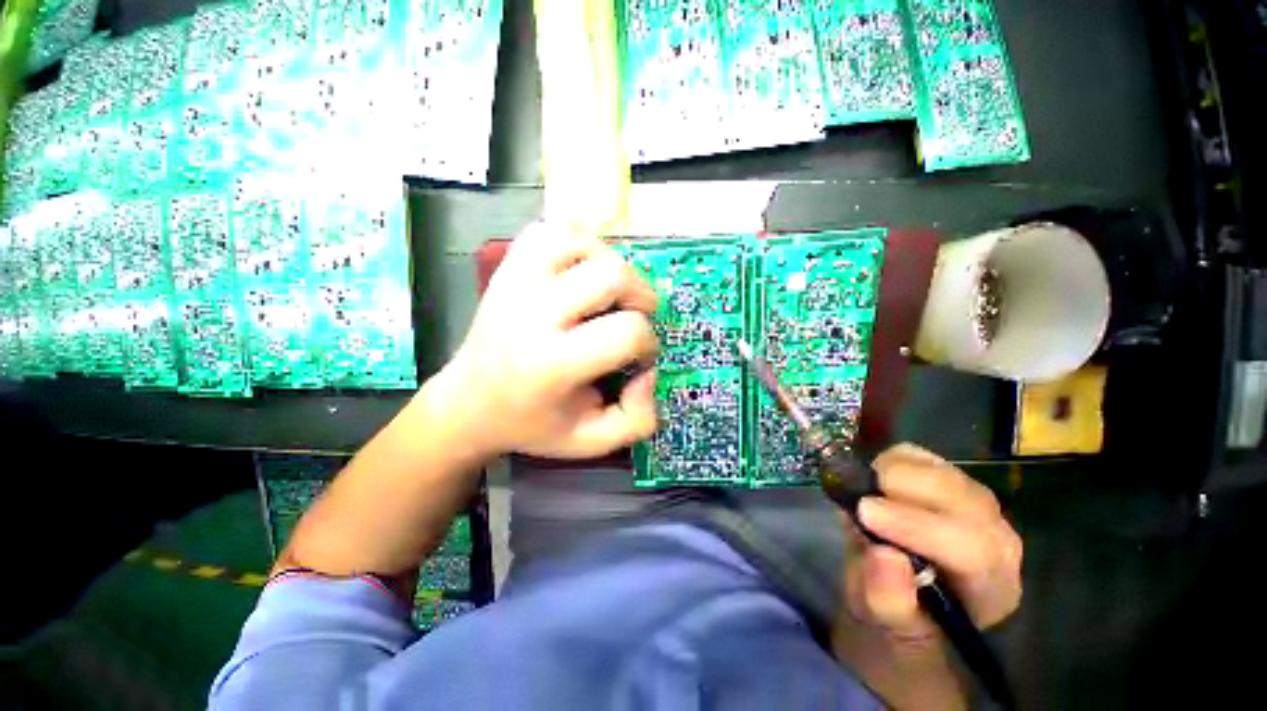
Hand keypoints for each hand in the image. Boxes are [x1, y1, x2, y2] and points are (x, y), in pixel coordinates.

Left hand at [441, 222, 659, 458]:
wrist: (469, 403)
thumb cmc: (533, 424)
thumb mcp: (591, 441)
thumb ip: (637, 419)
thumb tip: (649, 371)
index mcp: (551, 365)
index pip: (626, 331)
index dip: (648, 343)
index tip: (639, 357)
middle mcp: (531, 315)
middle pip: (612, 275)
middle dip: (641, 296)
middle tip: (634, 318)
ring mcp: (514, 283)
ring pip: (582, 242)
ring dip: (611, 265)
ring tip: (609, 294)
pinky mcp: (506, 267)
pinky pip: (550, 231)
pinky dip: (579, 244)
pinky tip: (582, 271)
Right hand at [843, 444, 1022, 644]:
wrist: (894, 590)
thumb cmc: (892, 617)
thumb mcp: (882, 626)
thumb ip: (889, 603)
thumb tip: (885, 557)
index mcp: (991, 589)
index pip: (973, 552)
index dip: (918, 528)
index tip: (865, 514)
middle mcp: (997, 543)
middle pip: (968, 504)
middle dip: (909, 492)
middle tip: (861, 496)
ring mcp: (975, 506)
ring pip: (948, 475)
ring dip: (900, 474)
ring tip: (865, 490)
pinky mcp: (946, 480)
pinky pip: (926, 458)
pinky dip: (895, 460)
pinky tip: (875, 478)